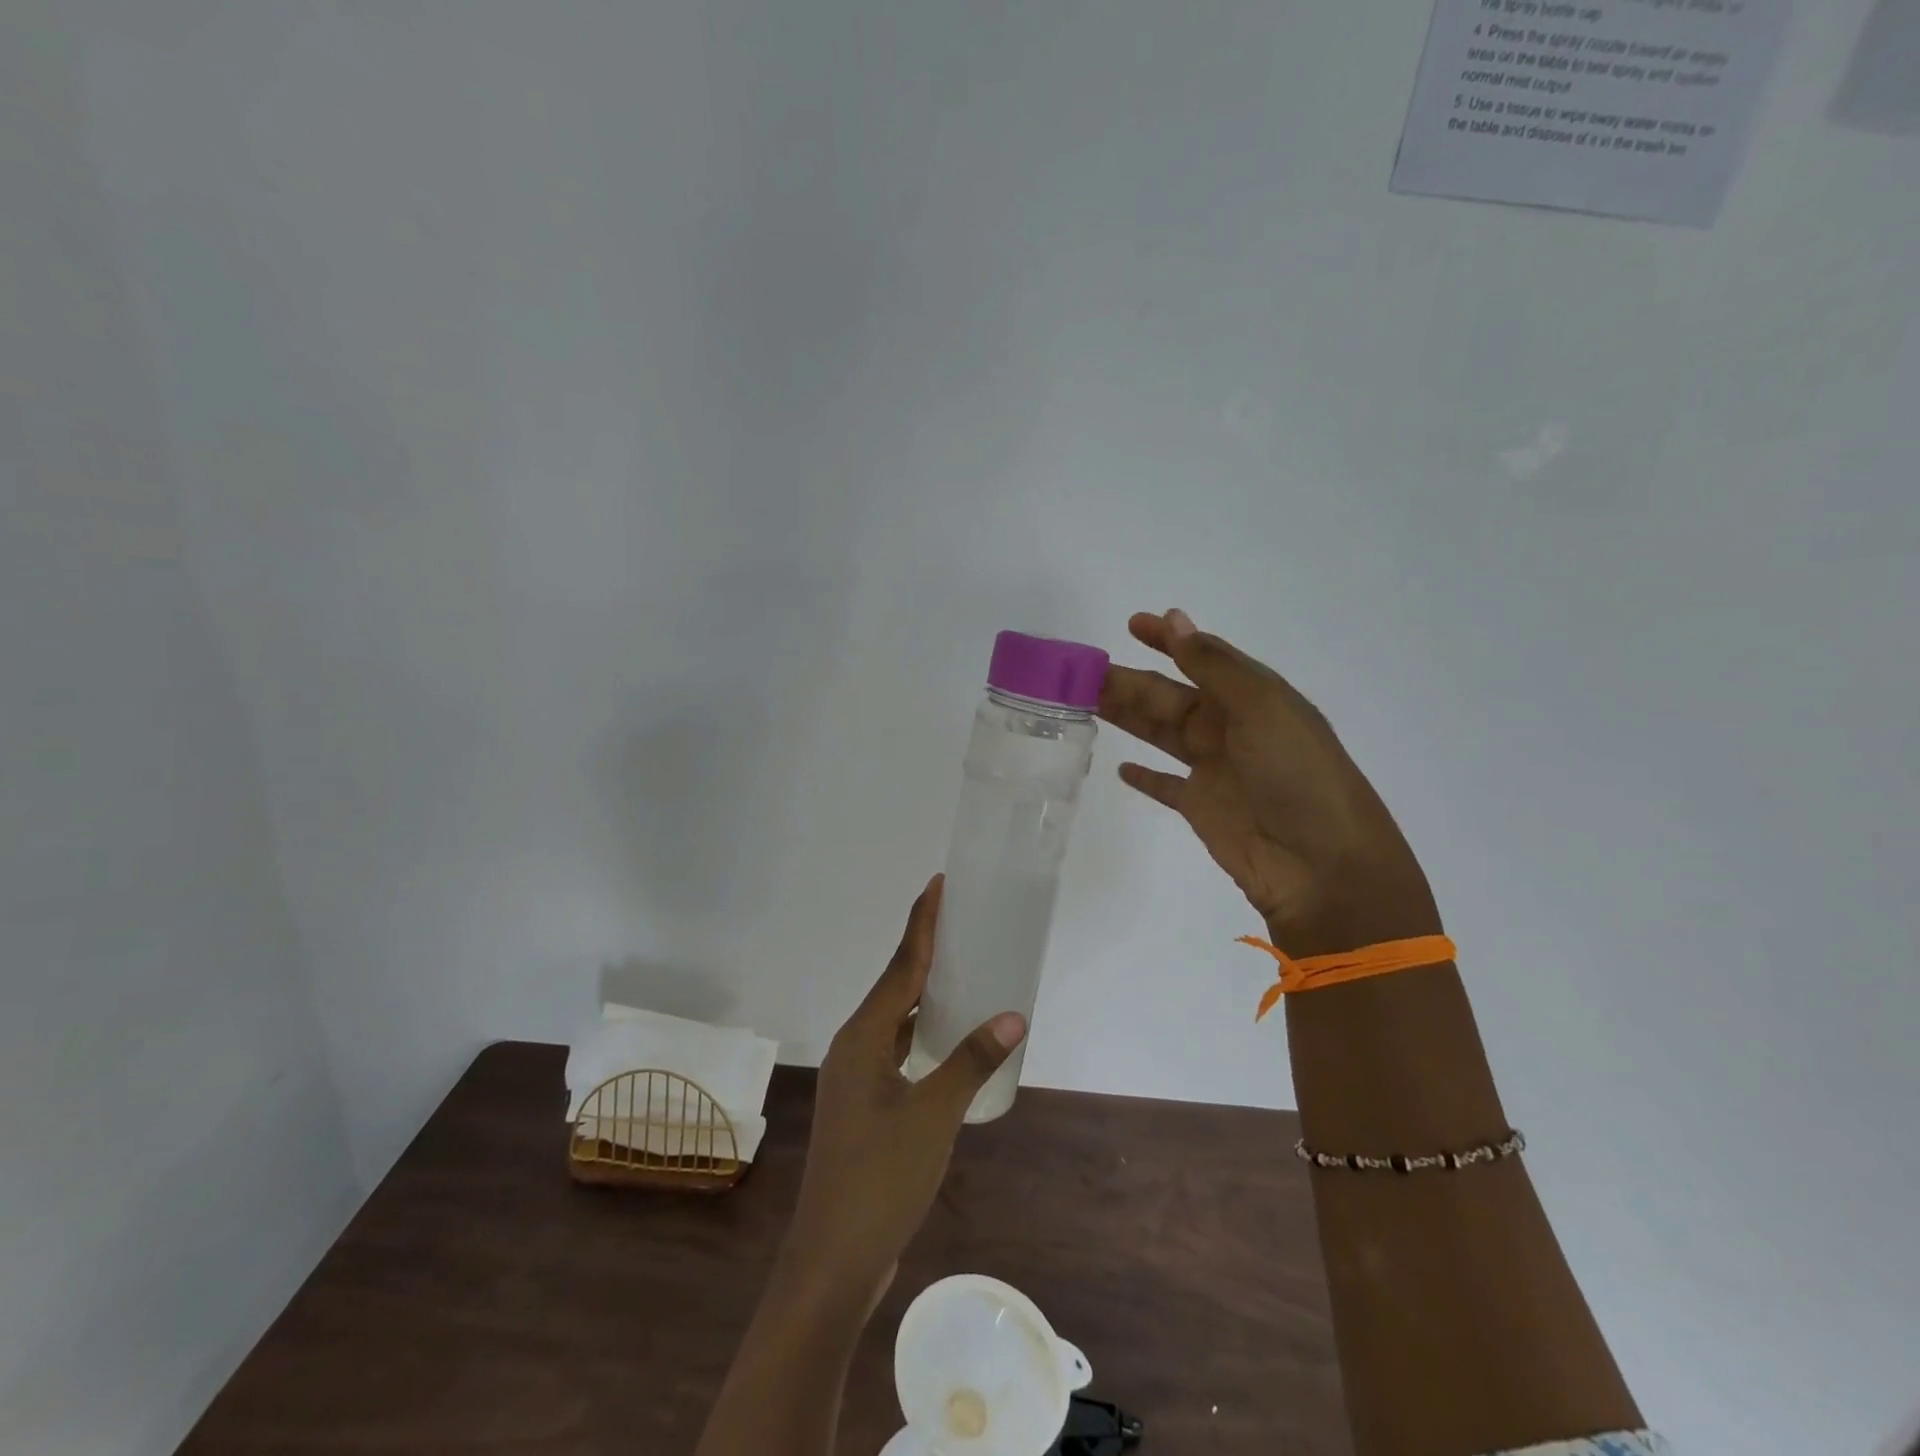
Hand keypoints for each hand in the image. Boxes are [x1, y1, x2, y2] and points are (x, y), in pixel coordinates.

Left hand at [784, 877, 1025, 1298]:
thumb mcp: (934, 1115)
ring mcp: (856, 1078)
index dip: (921, 923)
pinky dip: (920, 1033)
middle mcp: (855, 1047)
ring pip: (893, 1019)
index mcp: (864, 1037)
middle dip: (924, 951)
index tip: (937, 884)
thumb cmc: (880, 1178)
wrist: (833, 1259)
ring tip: (959, 970)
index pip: (900, 965)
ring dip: (922, 993)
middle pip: (894, 984)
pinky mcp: (863, 1105)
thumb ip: (971, 1061)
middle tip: (960, 921)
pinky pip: (895, 1049)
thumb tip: (1012, 1016)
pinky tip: (944, 1039)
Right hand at [1099, 609, 1440, 955]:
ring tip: (1085, 702)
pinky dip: (1145, 776)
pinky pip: (1166, 785)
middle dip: (1130, 681)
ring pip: (1160, 733)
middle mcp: (1231, 727)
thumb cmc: (1297, 775)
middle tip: (1082, 673)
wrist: (1320, 864)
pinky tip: (1120, 766)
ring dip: (1127, 716)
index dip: (1168, 640)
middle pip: (1170, 696)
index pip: (1203, 658)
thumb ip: (1213, 666)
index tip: (1132, 624)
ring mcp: (1215, 769)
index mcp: (1252, 697)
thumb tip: (1175, 618)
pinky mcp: (1201, 807)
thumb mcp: (1261, 708)